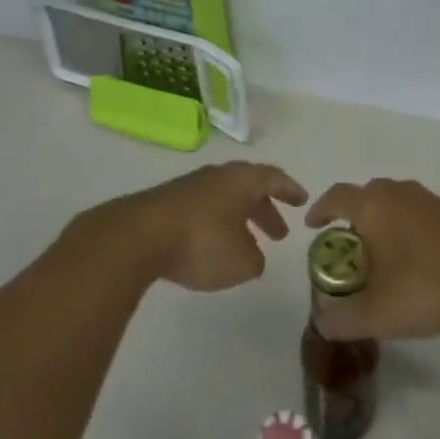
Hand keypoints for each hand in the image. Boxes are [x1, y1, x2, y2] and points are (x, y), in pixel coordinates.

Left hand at [111, 161, 307, 292]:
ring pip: (223, 200)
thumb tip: (252, 255)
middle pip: (248, 188)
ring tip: (246, 246)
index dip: (290, 190)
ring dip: (239, 220)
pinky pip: (201, 211)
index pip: (274, 178)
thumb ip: (255, 260)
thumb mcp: (241, 262)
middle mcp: (218, 177)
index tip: (302, 201)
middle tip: (279, 233)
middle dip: (265, 210)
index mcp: (242, 180)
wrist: (138, 236)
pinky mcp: (165, 204)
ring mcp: (189, 187)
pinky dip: (214, 226)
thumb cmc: (202, 242)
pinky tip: (211, 248)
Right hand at [302, 179, 439, 340]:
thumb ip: (343, 319)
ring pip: (398, 202)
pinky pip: (421, 214)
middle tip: (349, 245)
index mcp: (373, 206)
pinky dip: (411, 230)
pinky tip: (419, 261)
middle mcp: (400, 194)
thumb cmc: (427, 285)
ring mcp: (431, 201)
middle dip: (354, 215)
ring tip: (383, 254)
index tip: (313, 225)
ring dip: (385, 222)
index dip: (321, 209)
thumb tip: (322, 322)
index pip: (337, 196)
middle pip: (368, 194)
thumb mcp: (377, 314)